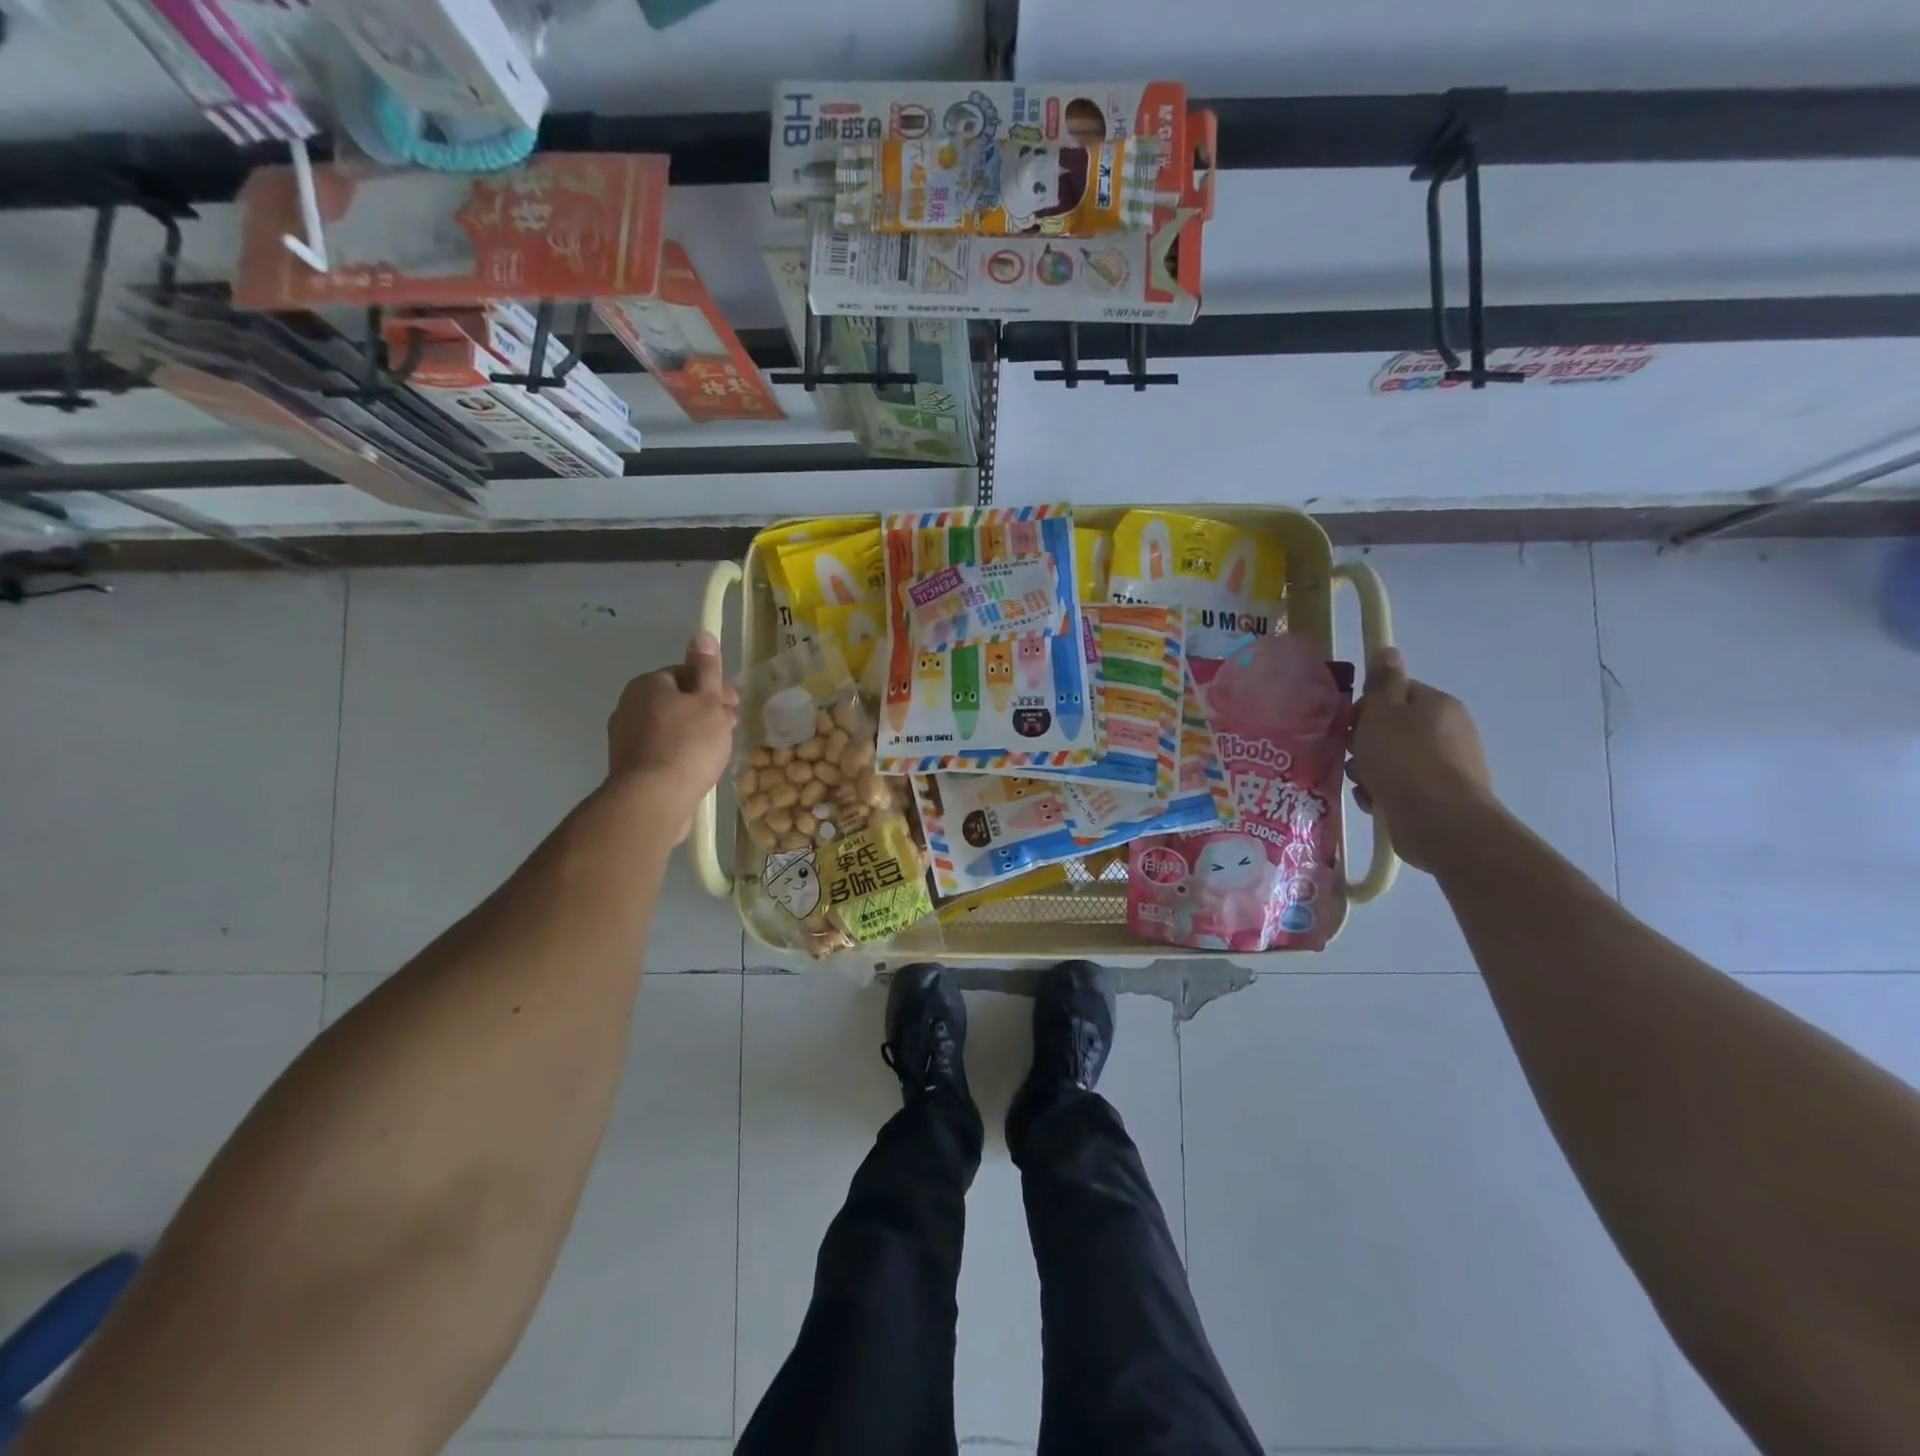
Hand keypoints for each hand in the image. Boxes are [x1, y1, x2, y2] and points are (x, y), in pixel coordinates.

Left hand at [605, 631, 739, 843]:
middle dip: (706, 711)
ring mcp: (626, 737)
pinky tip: (698, 768)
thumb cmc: (688, 744)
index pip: (686, 674)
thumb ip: (707, 669)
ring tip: (718, 752)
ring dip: (696, 733)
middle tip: (730, 729)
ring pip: (671, 727)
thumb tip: (702, 634)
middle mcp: (630, 705)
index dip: (713, 687)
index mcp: (647, 684)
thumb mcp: (707, 702)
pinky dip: (681, 754)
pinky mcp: (630, 765)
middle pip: (677, 700)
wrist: (653, 799)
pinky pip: (662, 750)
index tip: (734, 705)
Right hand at [1347, 647, 1499, 872]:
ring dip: (1370, 771)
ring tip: (1363, 784)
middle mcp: (1448, 732)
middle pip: (1392, 729)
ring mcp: (1446, 766)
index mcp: (1436, 705)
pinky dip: (1383, 793)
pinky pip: (1400, 787)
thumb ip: (1382, 681)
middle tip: (1352, 755)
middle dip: (1365, 743)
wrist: (1441, 823)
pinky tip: (1374, 803)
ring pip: (1392, 760)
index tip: (1348, 724)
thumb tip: (1387, 650)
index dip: (1367, 706)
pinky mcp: (1439, 797)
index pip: (1395, 693)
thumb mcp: (1383, 713)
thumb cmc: (1405, 761)